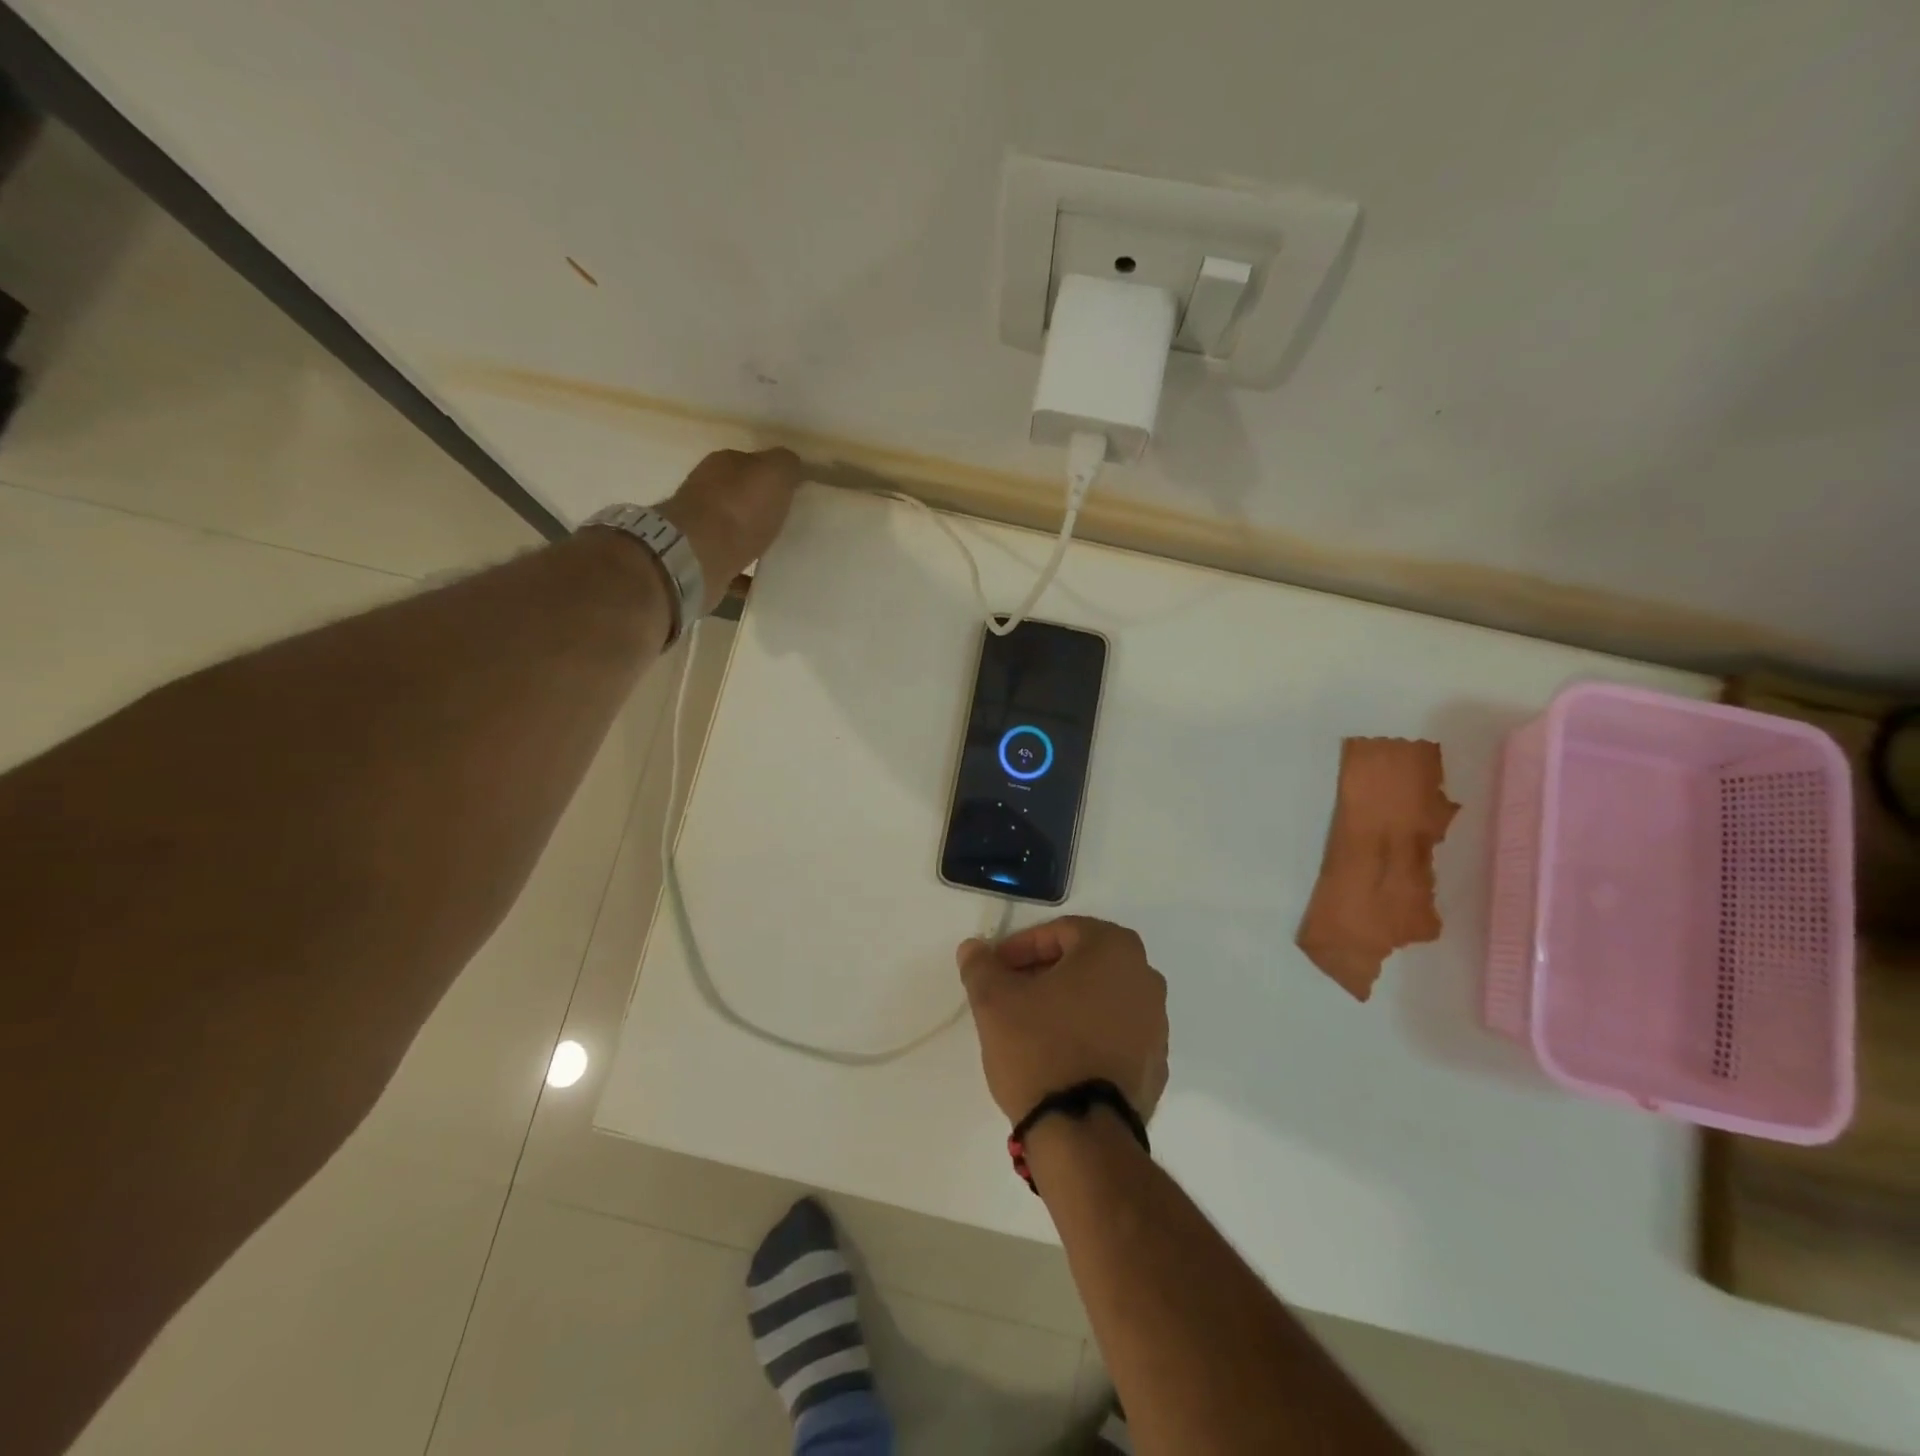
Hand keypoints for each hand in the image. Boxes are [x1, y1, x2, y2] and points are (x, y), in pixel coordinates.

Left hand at [655, 447, 801, 612]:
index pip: (754, 464)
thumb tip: (793, 466)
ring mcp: (700, 527)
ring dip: (753, 537)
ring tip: (780, 552)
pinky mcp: (701, 560)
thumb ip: (786, 464)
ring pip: (735, 528)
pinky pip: (731, 563)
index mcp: (723, 464)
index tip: (797, 496)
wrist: (697, 556)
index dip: (775, 478)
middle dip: (763, 508)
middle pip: (743, 496)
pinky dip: (745, 570)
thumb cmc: (739, 508)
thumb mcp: (773, 473)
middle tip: (791, 524)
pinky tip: (763, 578)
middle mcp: (707, 490)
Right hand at [957, 916, 1168, 1124]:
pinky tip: (1060, 1056)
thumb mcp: (994, 1001)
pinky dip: (1089, 1033)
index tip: (996, 970)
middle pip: (1084, 962)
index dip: (1021, 947)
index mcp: (1114, 949)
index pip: (1060, 932)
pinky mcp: (1155, 1064)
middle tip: (1010, 992)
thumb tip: (974, 948)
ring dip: (1068, 1002)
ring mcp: (1157, 1024)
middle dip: (1044, 972)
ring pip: (1102, 997)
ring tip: (1031, 1026)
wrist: (1083, 1132)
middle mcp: (1145, 977)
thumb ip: (981, 966)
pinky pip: (1116, 1033)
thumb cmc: (1040, 1048)